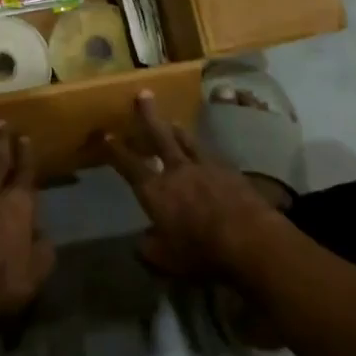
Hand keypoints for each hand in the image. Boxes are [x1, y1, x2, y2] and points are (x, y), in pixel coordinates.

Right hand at [98, 90, 283, 279]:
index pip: (128, 165)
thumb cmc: (202, 252)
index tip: (105, 133)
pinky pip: (211, 155)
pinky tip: (207, 154)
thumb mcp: (168, 261)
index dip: (115, 149)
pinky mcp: (229, 171)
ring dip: (178, 130)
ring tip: (173, 121)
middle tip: (143, 94)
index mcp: (155, 191)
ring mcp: (205, 167)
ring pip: (187, 141)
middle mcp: (176, 171)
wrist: (250, 238)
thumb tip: (140, 242)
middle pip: (159, 136)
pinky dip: (203, 152)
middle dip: (148, 116)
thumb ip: (150, 250)